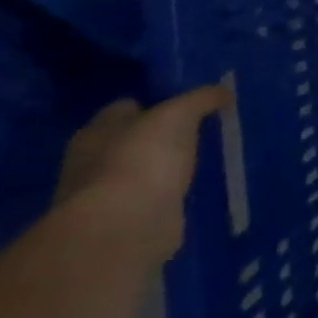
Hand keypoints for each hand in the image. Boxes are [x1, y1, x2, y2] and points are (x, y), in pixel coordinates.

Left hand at [57, 84, 231, 261]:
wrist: (126, 226)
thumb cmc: (143, 157)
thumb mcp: (180, 113)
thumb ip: (202, 98)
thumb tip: (224, 92)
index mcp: (96, 131)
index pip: (127, 107)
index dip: (158, 102)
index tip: (191, 105)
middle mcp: (92, 162)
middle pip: (134, 140)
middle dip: (164, 137)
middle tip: (203, 131)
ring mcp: (106, 196)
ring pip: (144, 171)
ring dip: (167, 169)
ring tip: (206, 160)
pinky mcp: (125, 223)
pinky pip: (153, 200)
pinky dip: (170, 195)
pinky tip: (196, 189)